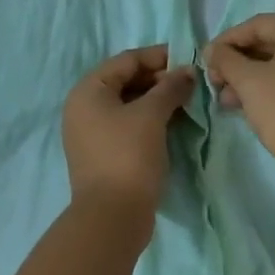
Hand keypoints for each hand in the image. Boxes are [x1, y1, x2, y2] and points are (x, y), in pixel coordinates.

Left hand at [61, 46, 194, 223]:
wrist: (112, 218)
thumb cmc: (128, 155)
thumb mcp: (151, 115)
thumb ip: (170, 87)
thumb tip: (188, 72)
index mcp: (88, 90)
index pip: (127, 60)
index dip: (158, 56)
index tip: (188, 58)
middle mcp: (84, 107)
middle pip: (126, 80)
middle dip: (159, 79)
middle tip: (190, 82)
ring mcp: (92, 132)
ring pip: (129, 103)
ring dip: (157, 99)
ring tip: (186, 101)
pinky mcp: (103, 153)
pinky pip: (128, 124)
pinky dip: (150, 119)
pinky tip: (173, 122)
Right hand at [204, 14, 274, 175]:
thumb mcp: (248, 82)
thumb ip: (226, 59)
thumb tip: (213, 50)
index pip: (257, 25)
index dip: (228, 41)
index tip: (208, 61)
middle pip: (272, 44)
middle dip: (240, 63)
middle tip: (218, 83)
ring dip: (255, 78)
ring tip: (231, 102)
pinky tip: (258, 108)